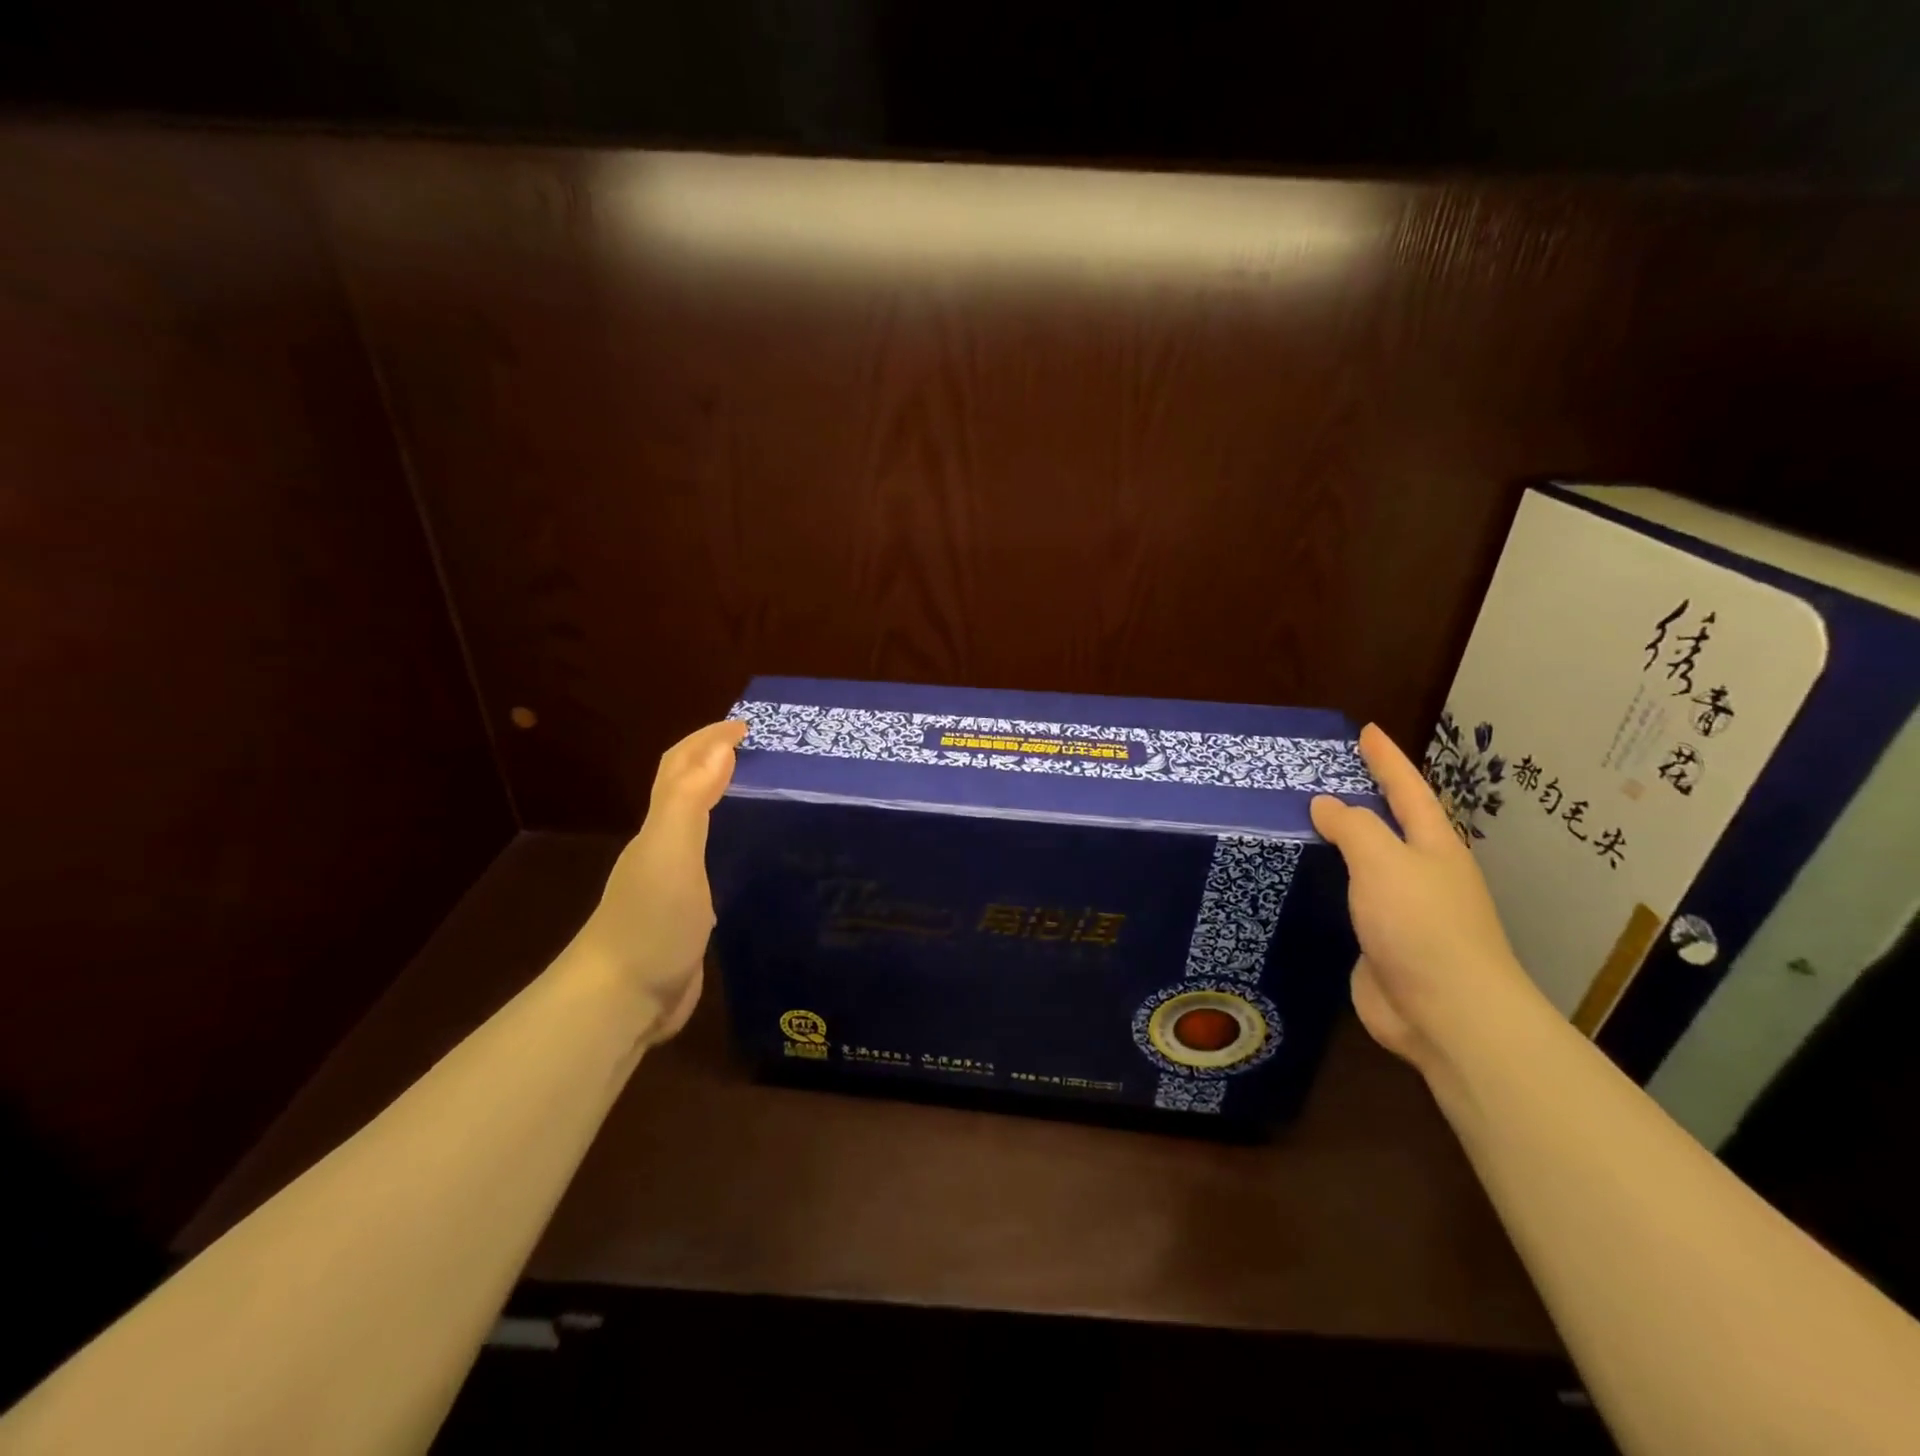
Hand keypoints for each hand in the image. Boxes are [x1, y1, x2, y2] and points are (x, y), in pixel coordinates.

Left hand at [567, 719, 746, 1043]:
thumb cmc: (649, 922)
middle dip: (720, 762)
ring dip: (730, 801)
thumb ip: (690, 801)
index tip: (750, 726)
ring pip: (704, 827)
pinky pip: (716, 863)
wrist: (622, 1000)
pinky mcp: (692, 914)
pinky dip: (736, 845)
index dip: (709, 739)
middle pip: (689, 790)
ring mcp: (677, 882)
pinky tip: (761, 857)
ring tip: (772, 795)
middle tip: (769, 755)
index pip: (681, 766)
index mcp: (661, 827)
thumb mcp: (671, 854)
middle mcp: (666, 847)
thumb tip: (720, 748)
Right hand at [1309, 724, 1540, 1078]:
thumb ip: (1353, 828)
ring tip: (1304, 822)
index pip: (1407, 790)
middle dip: (1365, 797)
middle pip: (1392, 825)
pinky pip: (1350, 900)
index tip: (1366, 731)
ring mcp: (1403, 911)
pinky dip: (1330, 883)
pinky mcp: (1382, 942)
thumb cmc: (1421, 926)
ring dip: (1343, 842)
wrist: (1447, 1014)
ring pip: (1368, 864)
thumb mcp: (1384, 862)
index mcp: (1434, 847)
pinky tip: (1306, 881)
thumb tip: (1325, 804)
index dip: (1387, 759)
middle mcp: (1422, 873)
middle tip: (1324, 774)